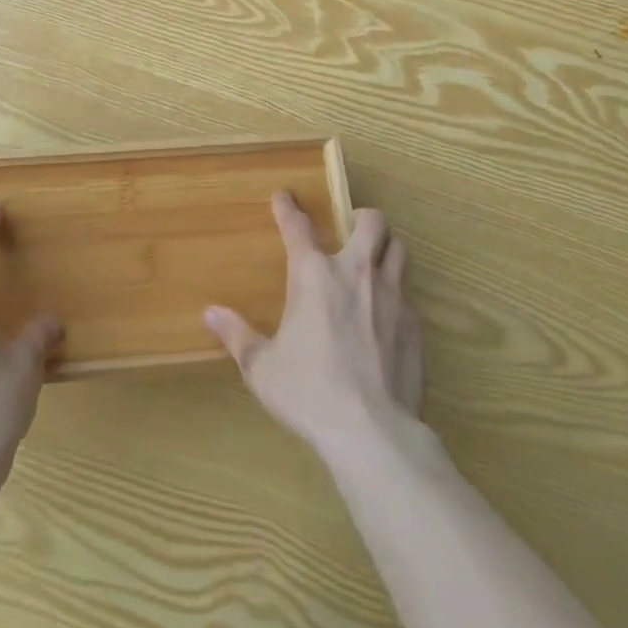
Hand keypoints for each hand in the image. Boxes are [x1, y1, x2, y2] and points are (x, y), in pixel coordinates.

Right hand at [204, 193, 422, 460]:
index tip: (284, 195)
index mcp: (313, 275)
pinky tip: (387, 314)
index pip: (298, 227)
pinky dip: (398, 292)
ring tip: (376, 258)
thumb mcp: (262, 367)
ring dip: (387, 247)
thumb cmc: (309, 392)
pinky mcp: (415, 325)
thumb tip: (211, 314)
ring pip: (399, 248)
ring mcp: (391, 296)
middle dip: (362, 217)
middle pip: (372, 222)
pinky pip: (409, 293)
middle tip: (352, 228)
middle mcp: (355, 273)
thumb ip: (238, 335)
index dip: (288, 207)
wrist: (372, 432)